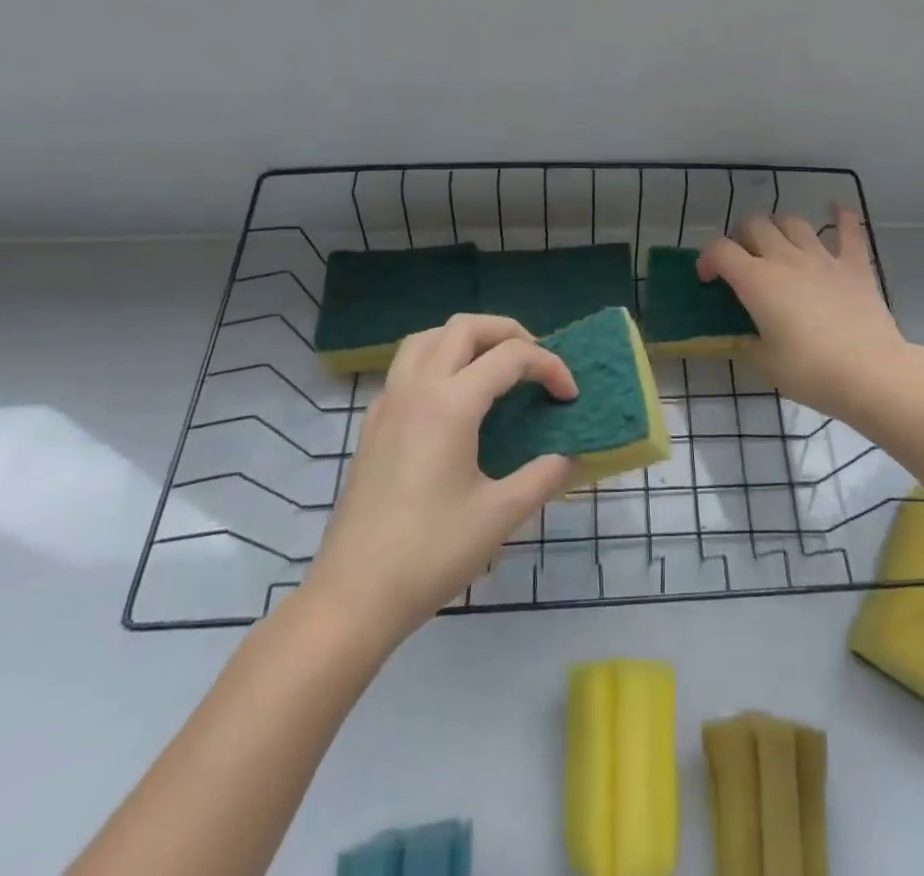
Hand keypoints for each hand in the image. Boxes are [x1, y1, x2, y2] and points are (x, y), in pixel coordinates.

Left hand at [305, 315, 577, 643]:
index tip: (570, 396)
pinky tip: (454, 399)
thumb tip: (570, 456)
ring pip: (428, 338)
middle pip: (465, 327)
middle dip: (508, 332)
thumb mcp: (499, 516)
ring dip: (467, 339)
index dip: (550, 367)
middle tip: (535, 361)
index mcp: (450, 404)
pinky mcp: (373, 424)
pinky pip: (407, 366)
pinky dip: (439, 360)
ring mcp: (388, 404)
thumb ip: (542, 477)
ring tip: (493, 366)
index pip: (511, 357)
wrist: (352, 597)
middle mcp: (416, 389)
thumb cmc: (430, 554)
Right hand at [698, 208, 911, 422]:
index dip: (707, 259)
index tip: (707, 279)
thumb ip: (747, 343)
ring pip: (793, 222)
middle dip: (741, 236)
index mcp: (757, 281)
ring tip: (777, 243)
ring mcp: (823, 258)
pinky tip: (836, 208)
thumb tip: (744, 336)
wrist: (871, 373)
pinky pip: (849, 231)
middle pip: (755, 225)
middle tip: (742, 259)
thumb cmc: (811, 372)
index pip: (721, 251)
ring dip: (778, 227)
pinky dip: (842, 217)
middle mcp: (786, 259)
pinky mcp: (854, 265)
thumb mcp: (766, 364)